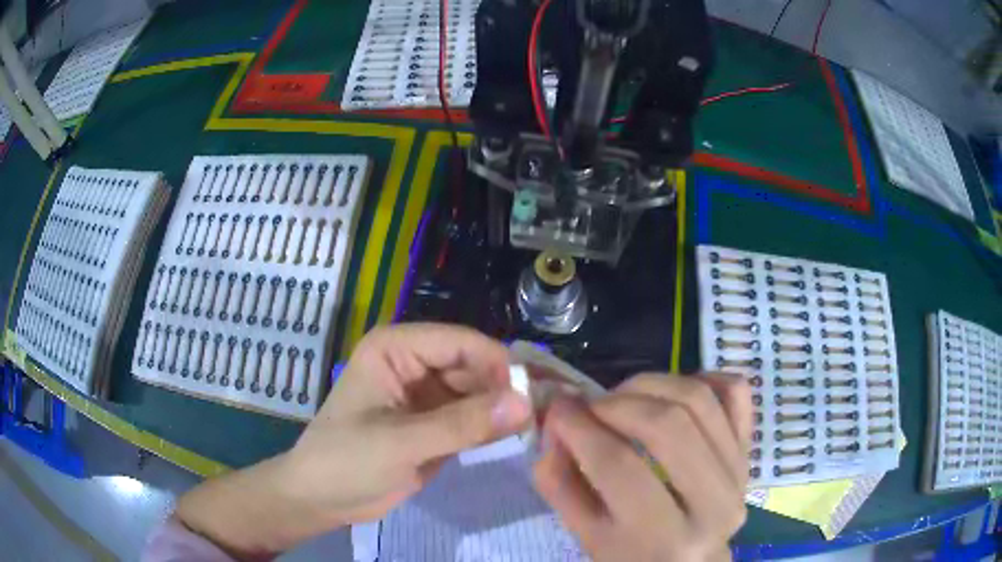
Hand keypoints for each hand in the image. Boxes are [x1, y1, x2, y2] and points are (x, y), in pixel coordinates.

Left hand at [174, 323, 530, 557]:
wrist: (321, 498)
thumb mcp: (400, 443)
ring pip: (477, 391)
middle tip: (543, 415)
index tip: (533, 395)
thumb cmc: (345, 460)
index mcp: (395, 348)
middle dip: (505, 388)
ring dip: (503, 408)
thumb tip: (525, 403)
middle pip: (473, 365)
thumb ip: (462, 424)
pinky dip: (492, 425)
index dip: (498, 364)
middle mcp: (413, 363)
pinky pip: (471, 416)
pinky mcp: (433, 422)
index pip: (460, 342)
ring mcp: (425, 395)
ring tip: (537, 426)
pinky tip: (516, 436)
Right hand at [533, 373, 751, 561]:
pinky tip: (672, 391)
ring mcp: (738, 472)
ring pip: (699, 399)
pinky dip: (703, 377)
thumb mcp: (587, 537)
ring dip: (651, 385)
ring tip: (621, 397)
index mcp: (664, 540)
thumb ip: (562, 484)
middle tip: (590, 407)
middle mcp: (713, 505)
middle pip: (666, 425)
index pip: (619, 467)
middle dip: (616, 404)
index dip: (581, 428)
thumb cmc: (633, 558)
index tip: (557, 408)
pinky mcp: (749, 451)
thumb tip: (555, 423)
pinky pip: (736, 393)